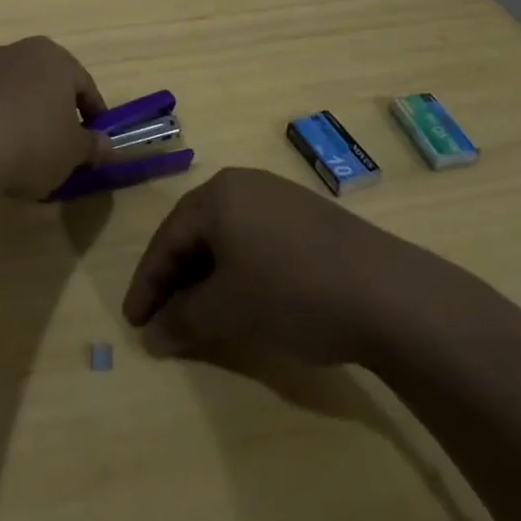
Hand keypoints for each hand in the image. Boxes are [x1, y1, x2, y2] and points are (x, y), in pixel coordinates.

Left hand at [0, 37, 112, 198]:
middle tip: (65, 145)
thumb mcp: (74, 151)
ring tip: (31, 152)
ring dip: (29, 116)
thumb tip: (107, 145)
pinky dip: (3, 122)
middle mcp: (22, 51)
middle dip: (59, 112)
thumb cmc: (33, 141)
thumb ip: (93, 145)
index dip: (94, 115)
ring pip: (21, 93)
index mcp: (56, 57)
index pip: (85, 86)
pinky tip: (2, 150)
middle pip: (50, 84)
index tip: (96, 142)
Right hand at [123, 167, 440, 363]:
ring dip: (208, 276)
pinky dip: (240, 269)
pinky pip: (256, 238)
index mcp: (217, 195)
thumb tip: (152, 336)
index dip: (147, 284)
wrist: (388, 293)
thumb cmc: (292, 293)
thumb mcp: (228, 312)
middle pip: (195, 233)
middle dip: (176, 278)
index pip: (167, 239)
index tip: (133, 322)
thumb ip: (183, 321)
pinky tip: (246, 297)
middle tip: (163, 319)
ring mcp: (280, 197)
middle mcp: (244, 185)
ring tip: (201, 313)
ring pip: (227, 237)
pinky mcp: (308, 216)